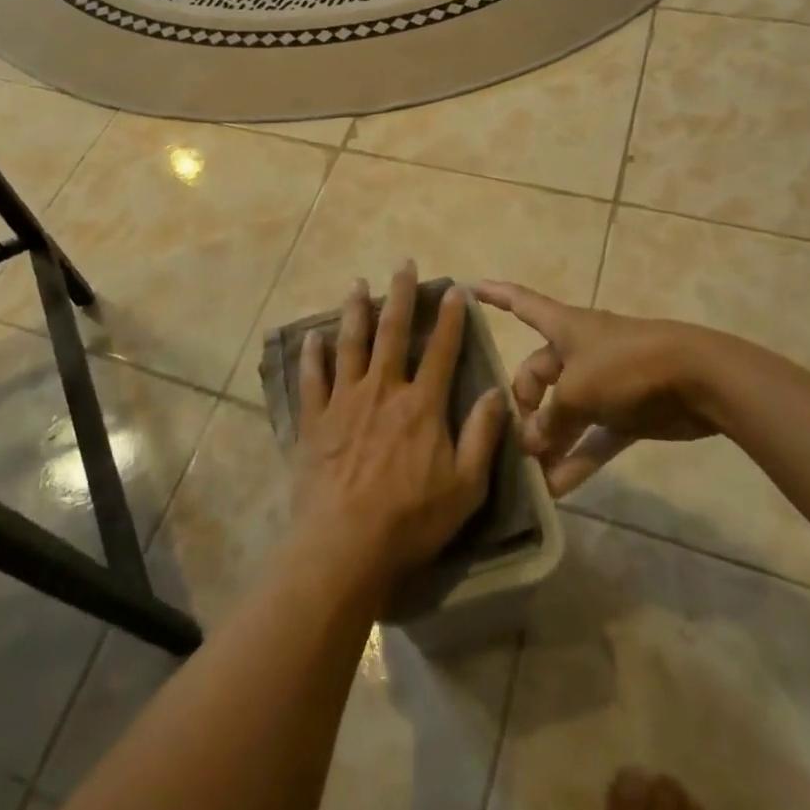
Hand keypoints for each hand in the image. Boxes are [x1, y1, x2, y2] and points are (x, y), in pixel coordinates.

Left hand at [290, 263, 507, 602]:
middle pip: (392, 332)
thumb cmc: (411, 520)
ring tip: (357, 284)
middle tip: (403, 264)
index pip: (441, 350)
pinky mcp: (314, 420)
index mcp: (421, 405)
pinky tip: (312, 336)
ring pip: (350, 344)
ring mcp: (344, 401)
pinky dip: (312, 355)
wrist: (344, 545)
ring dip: (354, 311)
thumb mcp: (465, 487)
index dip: (450, 317)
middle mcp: (382, 390)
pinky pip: (312, 378)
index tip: (454, 289)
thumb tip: (497, 393)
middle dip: (400, 295)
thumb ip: (482, 436)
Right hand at [474, 281, 778, 495]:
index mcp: (564, 327)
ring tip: (528, 474)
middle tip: (515, 441)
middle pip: (537, 374)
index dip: (493, 295)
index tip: (466, 290)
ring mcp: (604, 383)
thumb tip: (530, 445)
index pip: (520, 302)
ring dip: (549, 441)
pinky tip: (558, 489)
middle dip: (524, 406)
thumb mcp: (578, 391)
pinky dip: (577, 458)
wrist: (701, 380)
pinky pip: (593, 437)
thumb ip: (550, 419)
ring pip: (564, 412)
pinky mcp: (627, 413)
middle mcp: (579, 351)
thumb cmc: (627, 365)